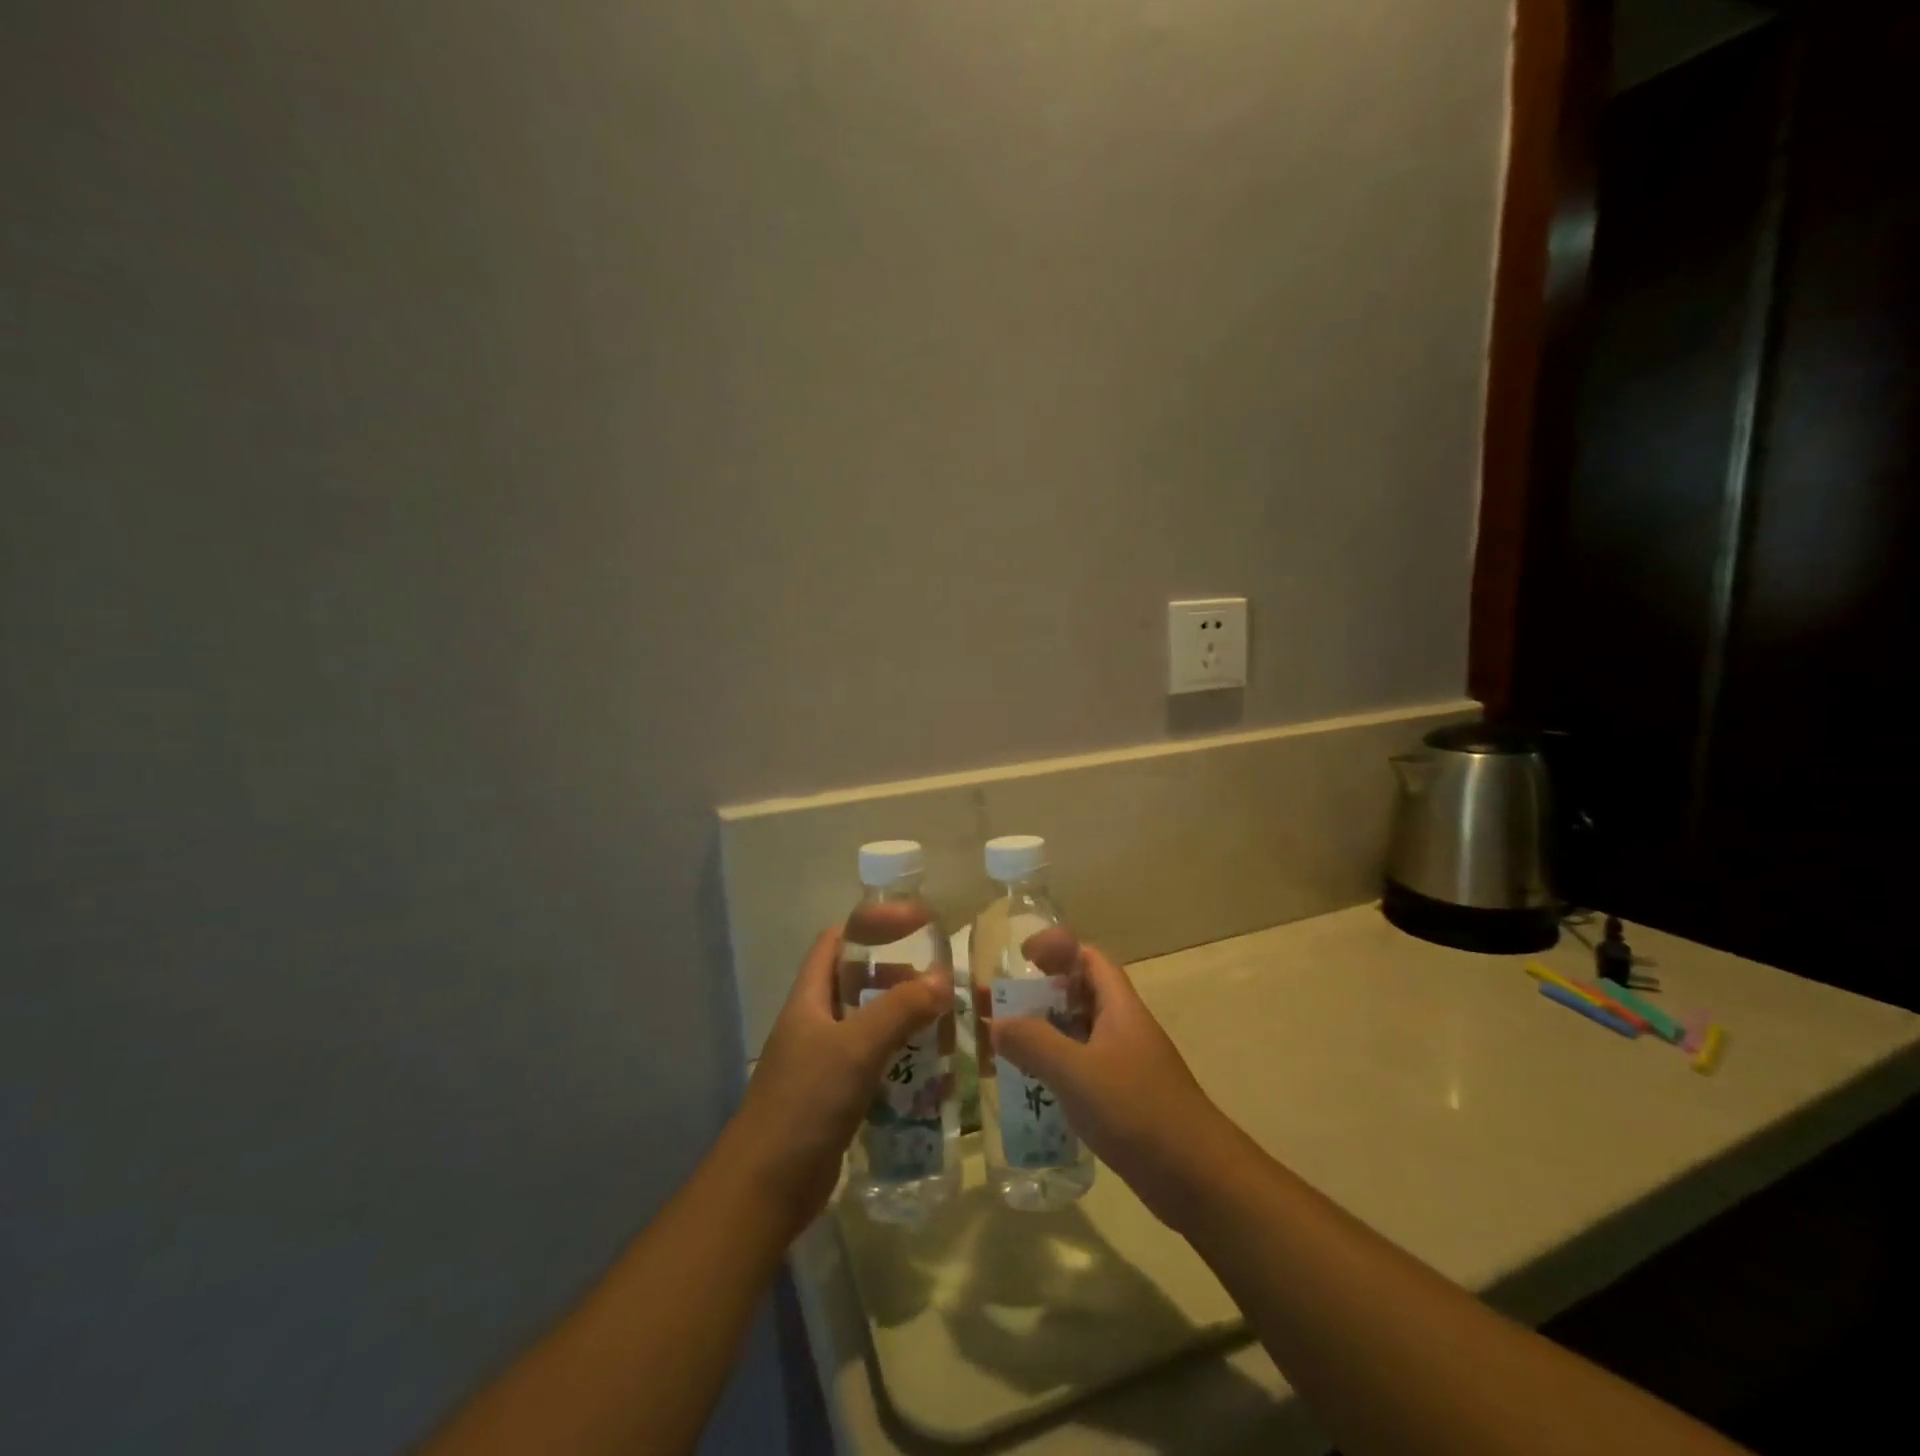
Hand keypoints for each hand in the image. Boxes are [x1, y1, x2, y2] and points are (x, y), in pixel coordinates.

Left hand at [729, 928, 950, 1235]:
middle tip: (939, 981)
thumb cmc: (805, 1102)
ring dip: (902, 1022)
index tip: (912, 926)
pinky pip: (872, 1067)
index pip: (834, 943)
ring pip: (868, 1027)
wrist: (766, 1187)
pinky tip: (929, 1073)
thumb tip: (943, 979)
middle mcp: (814, 1025)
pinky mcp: (835, 1099)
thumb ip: (900, 1009)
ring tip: (944, 1022)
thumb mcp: (856, 1047)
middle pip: (856, 984)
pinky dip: (899, 1062)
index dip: (869, 927)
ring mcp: (822, 1064)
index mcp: (809, 1000)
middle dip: (896, 978)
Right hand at [993, 942, 1235, 1229]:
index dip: (1056, 949)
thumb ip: (1034, 1043)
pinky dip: (1052, 1071)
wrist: (1197, 1178)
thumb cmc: (1138, 1111)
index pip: (1088, 958)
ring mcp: (1123, 1065)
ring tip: (997, 1046)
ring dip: (1039, 1036)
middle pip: (1076, 996)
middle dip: (1034, 996)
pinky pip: (1079, 1071)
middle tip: (993, 1005)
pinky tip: (1026, 1089)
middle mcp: (1122, 1028)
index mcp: (1119, 1007)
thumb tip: (996, 1024)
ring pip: (1075, 1036)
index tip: (1020, 958)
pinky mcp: (1121, 1100)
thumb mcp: (1078, 1072)